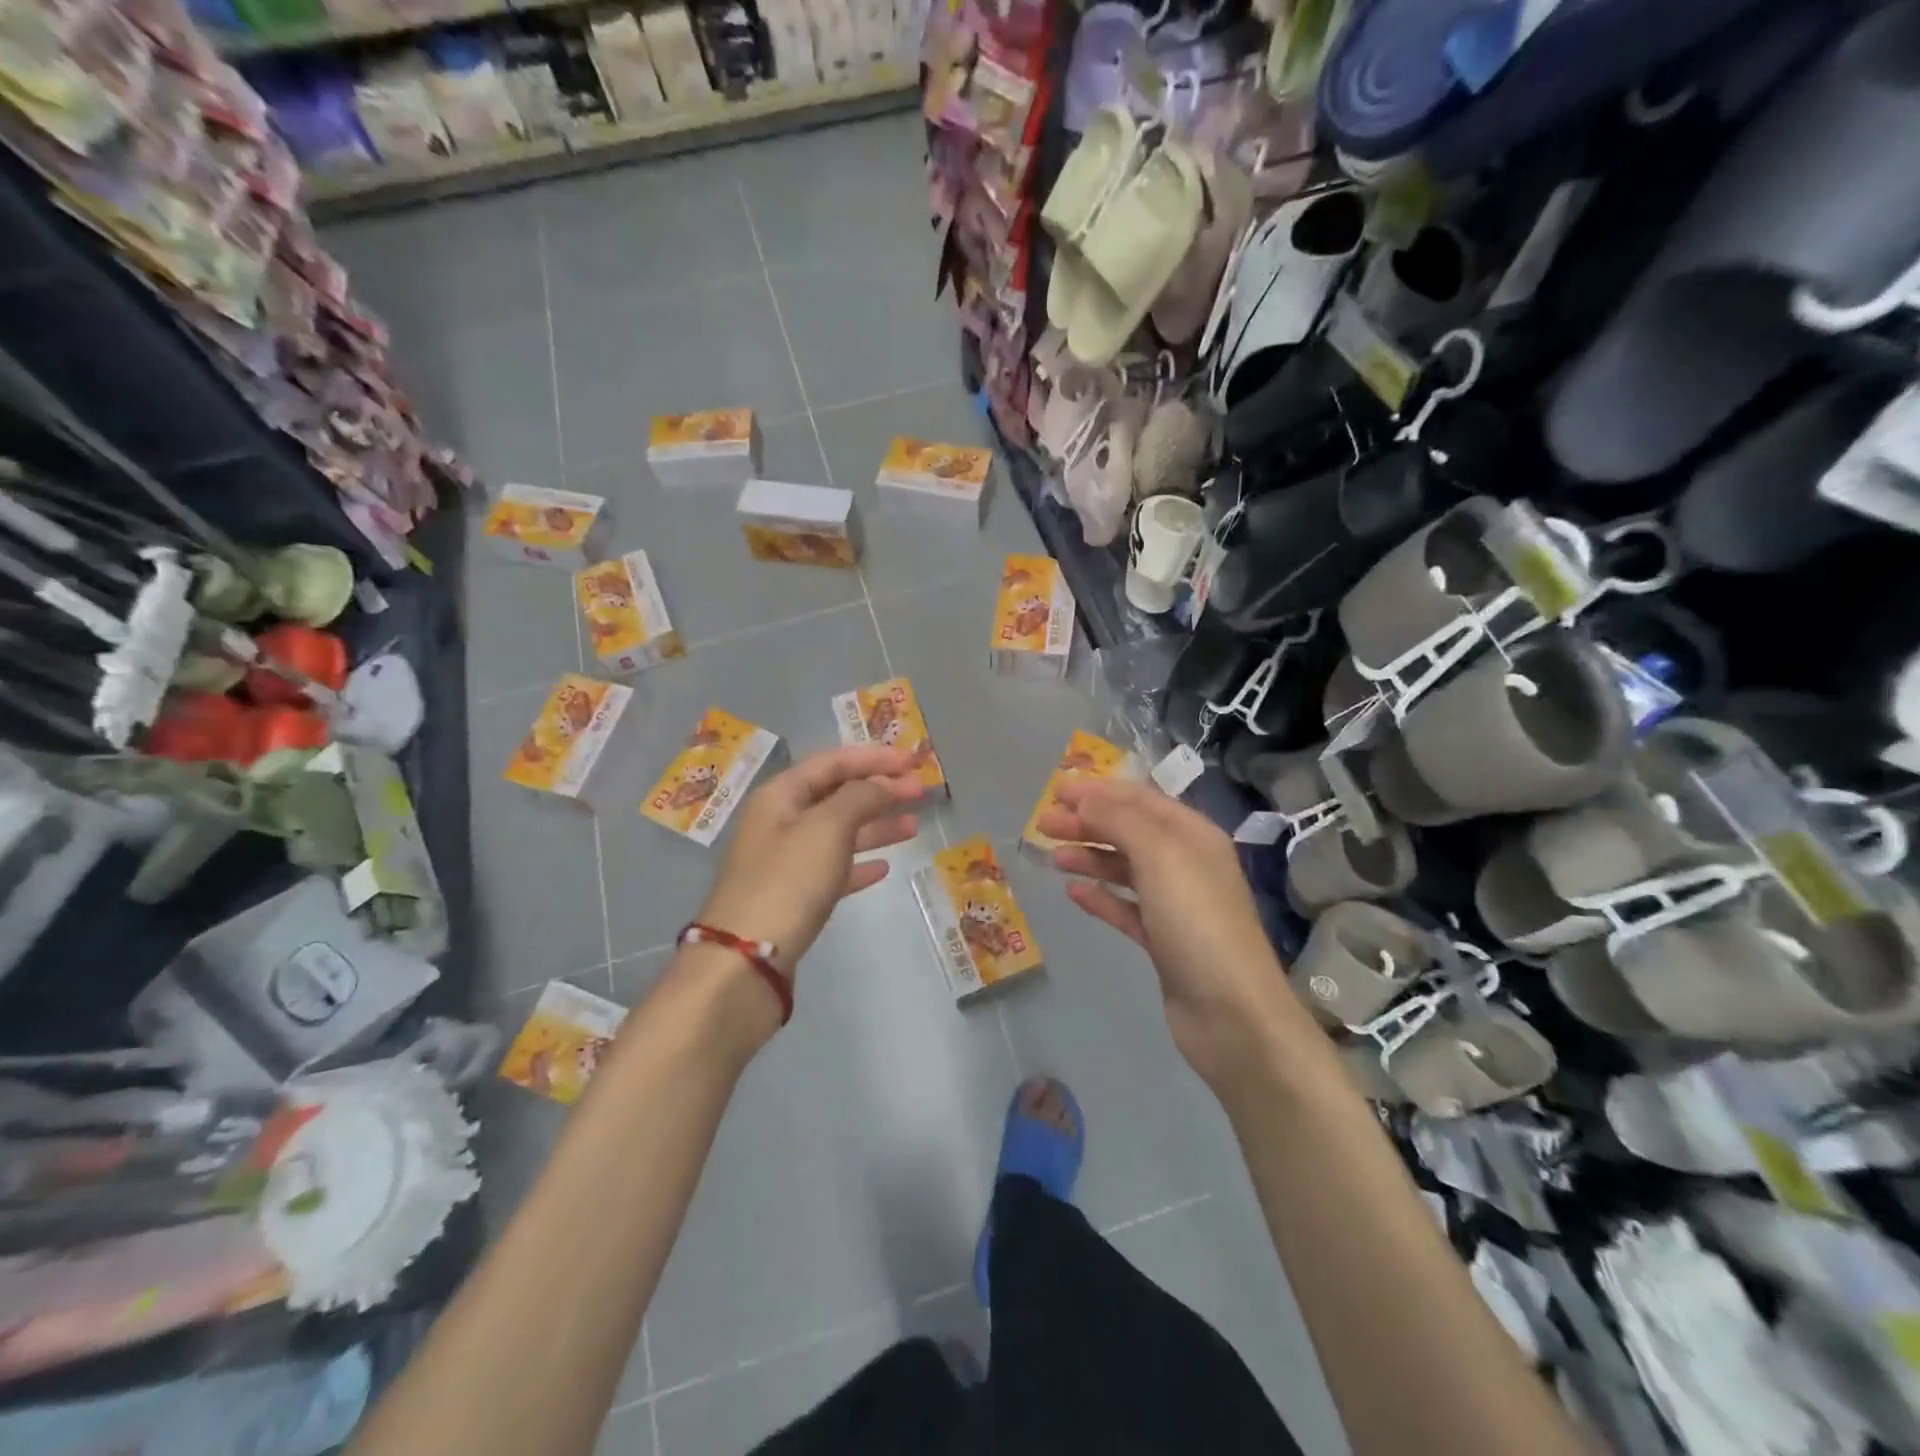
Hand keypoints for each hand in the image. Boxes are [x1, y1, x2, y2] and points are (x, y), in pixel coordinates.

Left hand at [697, 744, 925, 977]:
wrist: (747, 958)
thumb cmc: (788, 880)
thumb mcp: (827, 827)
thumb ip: (860, 797)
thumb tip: (882, 783)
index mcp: (781, 795)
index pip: (832, 762)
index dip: (874, 757)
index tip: (913, 761)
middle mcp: (781, 821)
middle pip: (837, 795)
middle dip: (880, 790)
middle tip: (921, 792)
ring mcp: (786, 861)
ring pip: (839, 833)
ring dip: (877, 826)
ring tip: (915, 828)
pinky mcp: (795, 896)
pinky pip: (834, 869)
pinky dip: (859, 864)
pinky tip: (884, 868)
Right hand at [1038, 776, 1305, 1090]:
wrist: (1231, 1013)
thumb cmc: (1196, 921)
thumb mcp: (1160, 856)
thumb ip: (1120, 821)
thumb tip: (1085, 799)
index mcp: (1194, 835)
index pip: (1141, 799)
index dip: (1100, 790)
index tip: (1057, 790)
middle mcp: (1187, 863)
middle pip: (1130, 832)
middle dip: (1087, 823)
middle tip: (1043, 824)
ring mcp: (1175, 904)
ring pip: (1125, 869)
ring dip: (1090, 857)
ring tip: (1053, 857)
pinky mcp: (1163, 941)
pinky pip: (1126, 908)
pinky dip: (1101, 897)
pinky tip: (1074, 893)